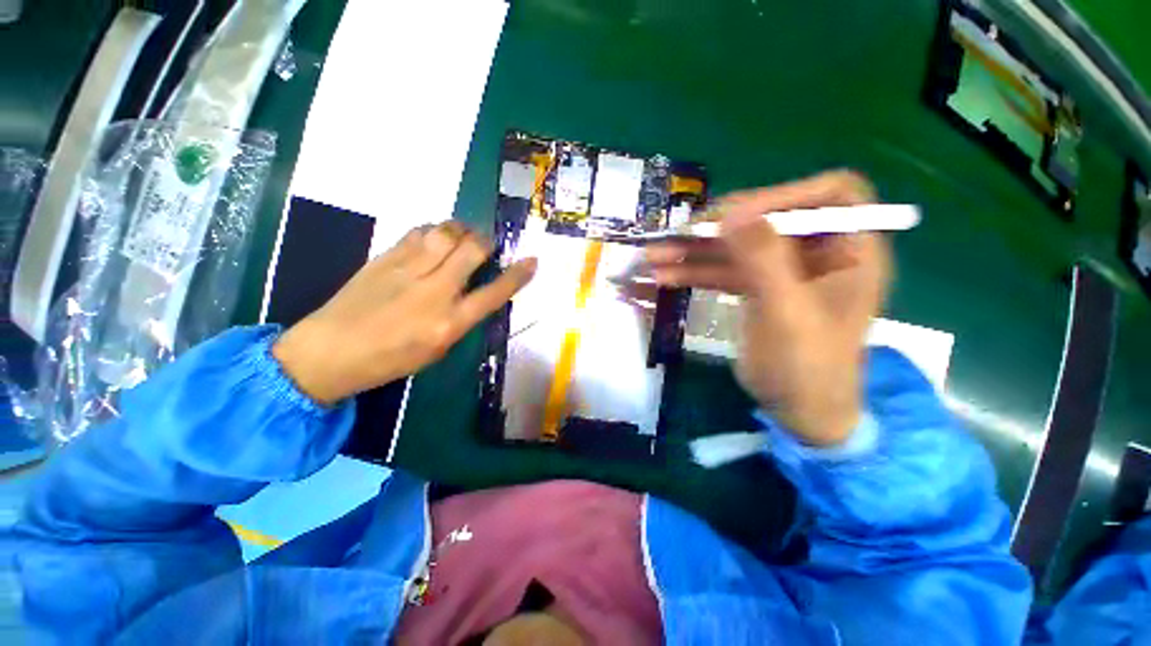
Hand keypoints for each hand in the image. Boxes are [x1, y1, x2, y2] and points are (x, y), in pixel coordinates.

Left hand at [273, 222, 536, 404]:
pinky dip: (434, 230)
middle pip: (471, 250)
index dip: (518, 275)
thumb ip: (460, 318)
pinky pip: (418, 232)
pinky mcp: (385, 258)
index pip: (494, 293)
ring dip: (461, 230)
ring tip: (463, 236)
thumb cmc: (390, 360)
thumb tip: (473, 291)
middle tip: (486, 245)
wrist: (330, 351)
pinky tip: (434, 238)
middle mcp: (434, 292)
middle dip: (486, 242)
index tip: (532, 261)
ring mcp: (407, 271)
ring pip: (445, 233)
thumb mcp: (437, 350)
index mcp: (449, 323)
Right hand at [644, 171, 891, 445]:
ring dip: (694, 252)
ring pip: (737, 249)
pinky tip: (664, 278)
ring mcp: (783, 271)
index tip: (734, 214)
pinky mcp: (758, 289)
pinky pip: (725, 272)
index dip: (784, 195)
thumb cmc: (808, 368)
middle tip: (676, 235)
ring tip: (654, 258)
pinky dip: (695, 273)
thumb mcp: (788, 313)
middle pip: (768, 222)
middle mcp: (818, 253)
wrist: (800, 413)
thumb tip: (733, 211)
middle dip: (718, 229)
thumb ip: (764, 260)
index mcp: (850, 251)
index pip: (831, 195)